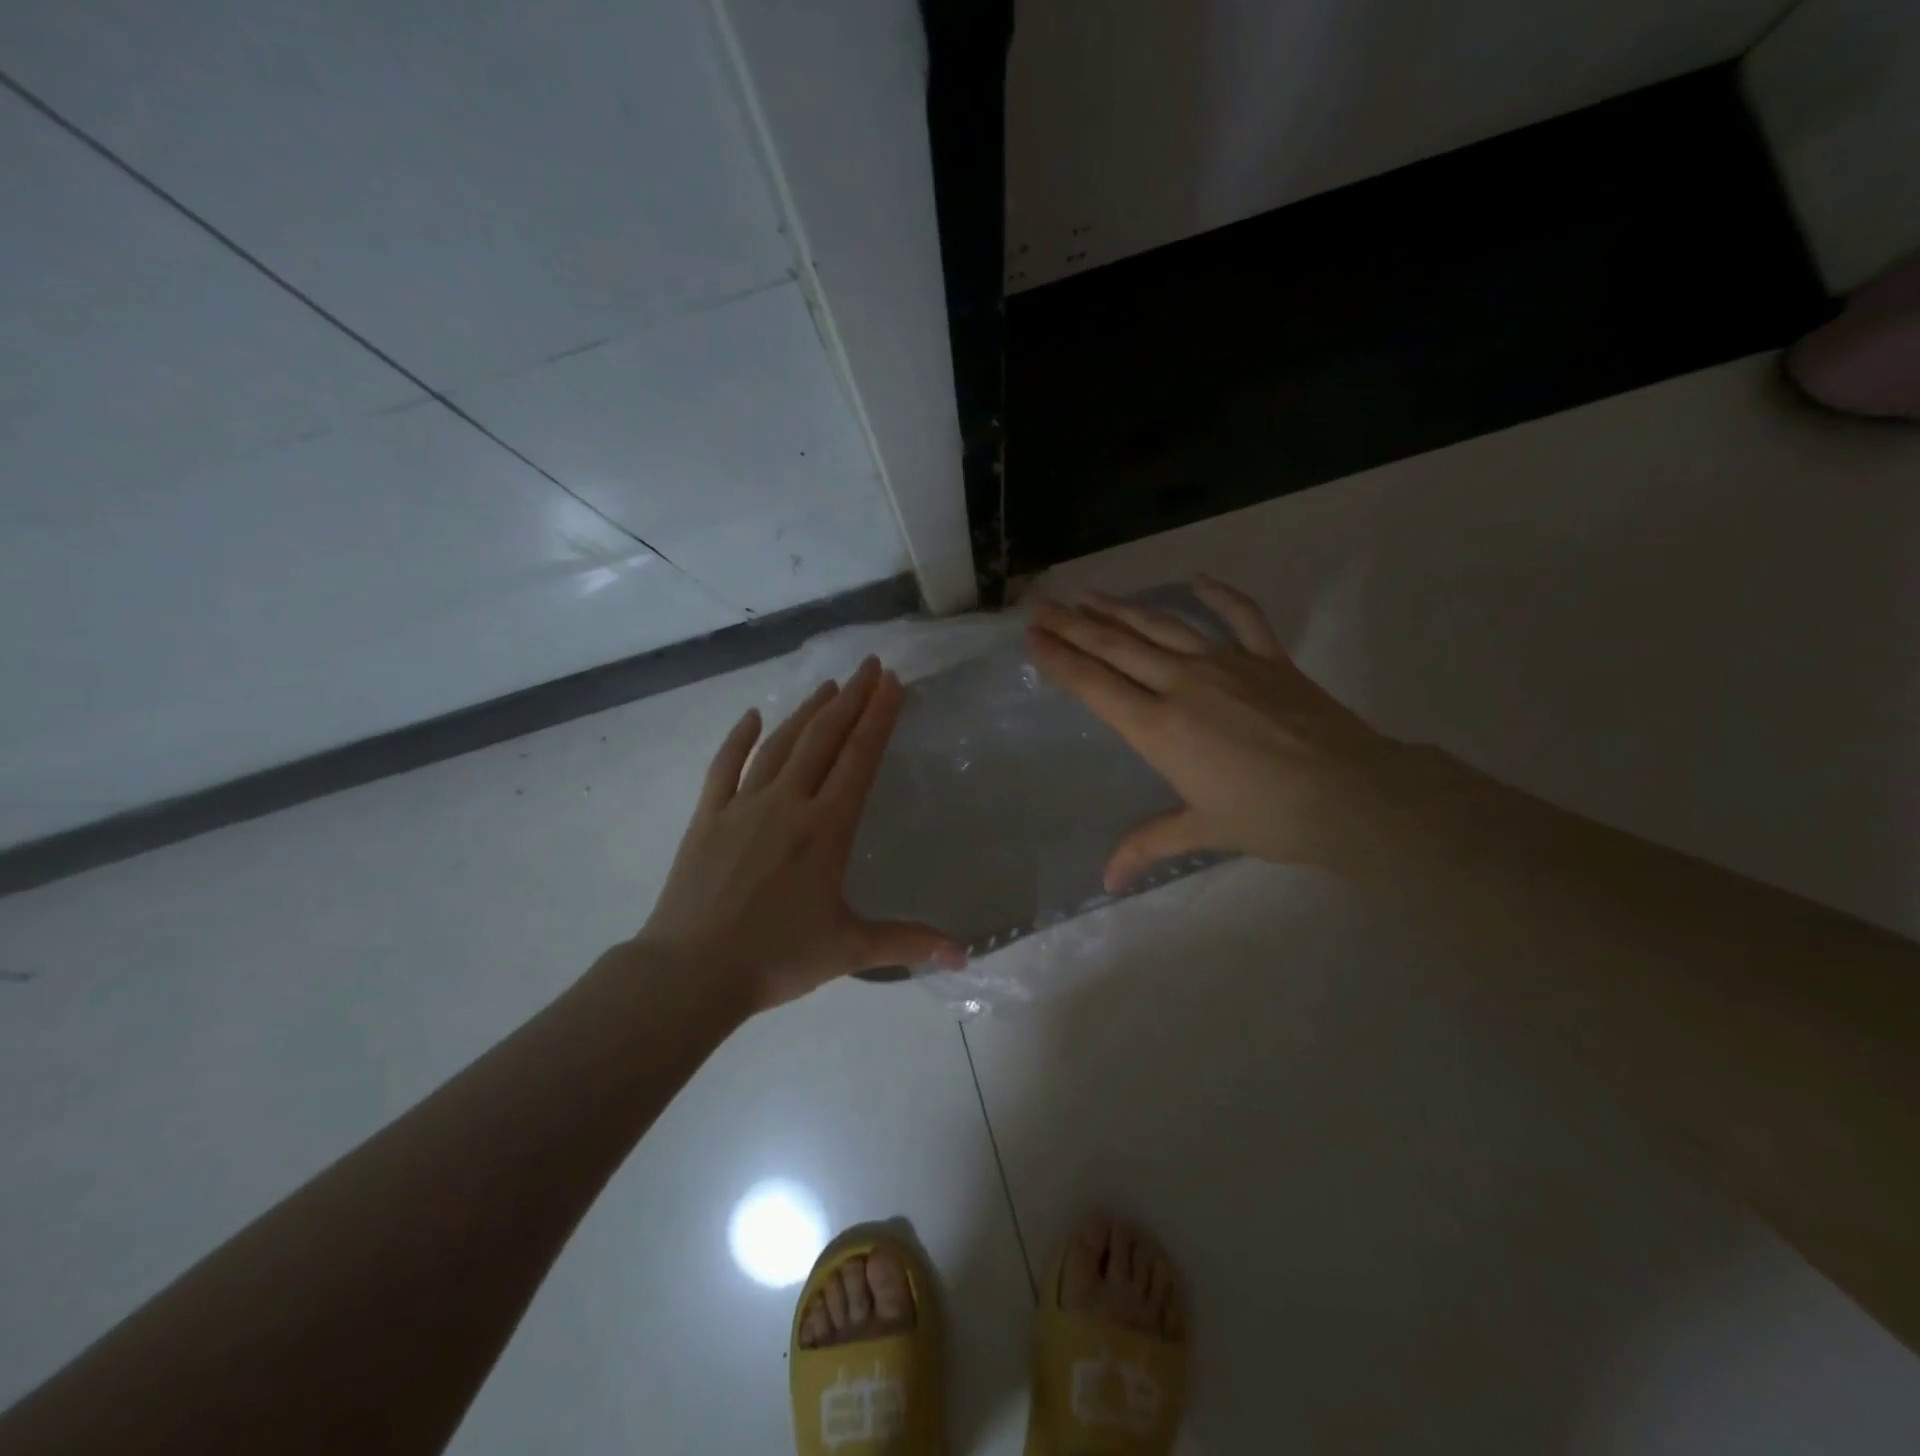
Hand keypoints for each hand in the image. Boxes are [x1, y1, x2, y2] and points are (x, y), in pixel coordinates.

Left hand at [637, 657, 962, 1013]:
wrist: (691, 972)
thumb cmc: (775, 958)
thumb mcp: (848, 950)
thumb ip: (907, 943)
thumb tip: (964, 957)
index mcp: (826, 828)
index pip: (859, 758)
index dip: (878, 717)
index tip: (892, 682)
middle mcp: (787, 803)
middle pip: (824, 738)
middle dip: (850, 699)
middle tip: (869, 667)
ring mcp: (742, 805)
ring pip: (780, 745)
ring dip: (806, 712)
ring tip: (828, 687)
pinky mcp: (708, 817)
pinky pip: (725, 767)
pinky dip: (739, 739)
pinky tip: (752, 716)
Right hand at [1026, 577, 1398, 888]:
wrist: (1351, 795)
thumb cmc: (1268, 817)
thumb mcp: (1202, 830)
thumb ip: (1148, 846)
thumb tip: (1108, 882)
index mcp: (1158, 726)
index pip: (1094, 684)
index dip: (1058, 658)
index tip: (1032, 636)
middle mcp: (1182, 684)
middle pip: (1116, 646)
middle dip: (1073, 624)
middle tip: (1042, 604)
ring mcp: (1227, 664)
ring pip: (1162, 626)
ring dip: (1123, 608)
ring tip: (1091, 595)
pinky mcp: (1268, 658)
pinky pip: (1241, 616)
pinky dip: (1220, 595)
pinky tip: (1198, 579)